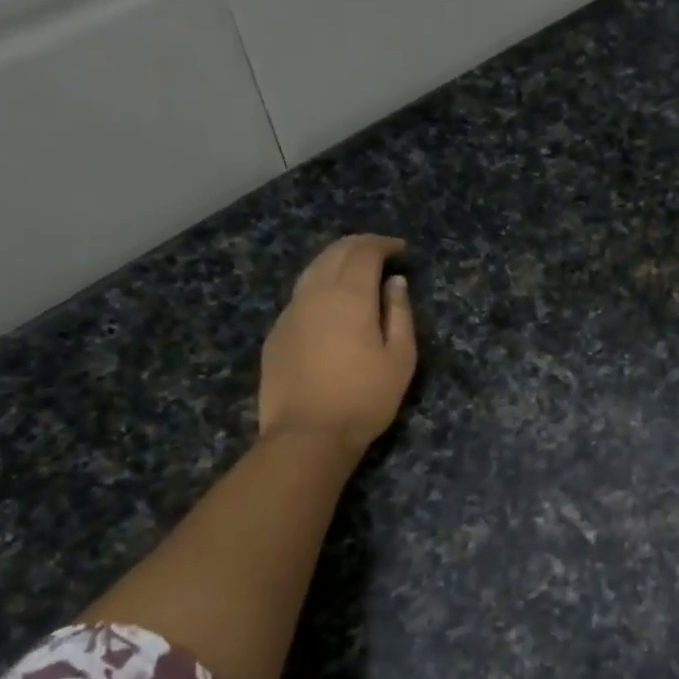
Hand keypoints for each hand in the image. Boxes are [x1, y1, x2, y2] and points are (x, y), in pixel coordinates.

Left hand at [259, 234, 416, 455]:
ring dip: (335, 260)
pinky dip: (319, 283)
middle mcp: (315, 294)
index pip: (363, 252)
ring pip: (311, 270)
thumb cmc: (365, 398)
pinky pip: (300, 294)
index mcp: (349, 297)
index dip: (383, 244)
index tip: (401, 249)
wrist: (308, 434)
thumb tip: (395, 283)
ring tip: (354, 269)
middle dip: (358, 245)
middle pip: (333, 253)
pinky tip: (330, 300)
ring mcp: (290, 312)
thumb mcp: (400, 359)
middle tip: (380, 251)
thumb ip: (400, 315)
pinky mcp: (277, 333)